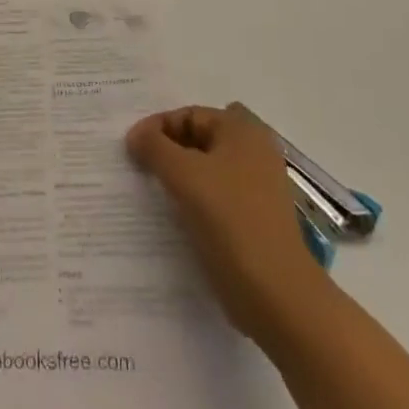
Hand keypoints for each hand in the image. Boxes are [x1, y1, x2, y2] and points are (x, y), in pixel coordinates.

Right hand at [127, 102, 324, 340]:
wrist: (277, 293)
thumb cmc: (230, 221)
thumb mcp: (184, 175)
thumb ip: (155, 147)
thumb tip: (136, 134)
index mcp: (242, 130)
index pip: (189, 114)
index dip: (157, 127)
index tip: (131, 150)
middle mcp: (255, 150)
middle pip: (201, 138)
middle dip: (170, 148)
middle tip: (142, 166)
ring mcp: (259, 185)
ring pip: (210, 167)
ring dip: (182, 174)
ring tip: (155, 192)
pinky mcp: (257, 216)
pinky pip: (219, 194)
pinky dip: (197, 197)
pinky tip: (178, 215)